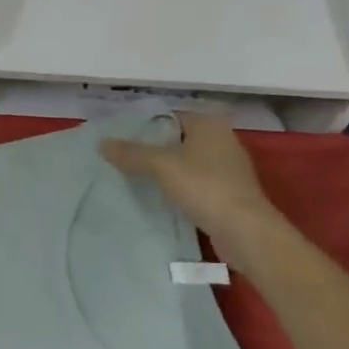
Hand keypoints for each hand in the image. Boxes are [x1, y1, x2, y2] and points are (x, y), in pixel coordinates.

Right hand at [101, 112, 289, 268]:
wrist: (245, 232)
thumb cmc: (204, 186)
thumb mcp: (161, 165)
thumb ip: (131, 153)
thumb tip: (102, 144)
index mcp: (209, 124)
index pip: (170, 115)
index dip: (145, 124)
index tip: (121, 136)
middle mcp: (222, 140)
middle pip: (178, 139)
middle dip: (154, 148)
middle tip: (124, 157)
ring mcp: (229, 168)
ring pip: (188, 162)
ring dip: (167, 170)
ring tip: (136, 177)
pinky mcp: (230, 193)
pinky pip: (197, 183)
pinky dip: (181, 188)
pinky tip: (161, 198)